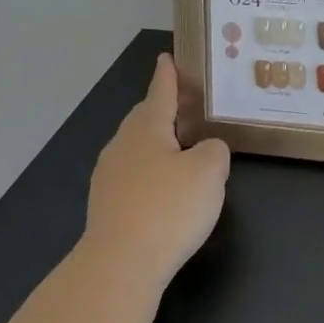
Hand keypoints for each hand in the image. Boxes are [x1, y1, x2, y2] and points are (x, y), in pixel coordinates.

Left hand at [80, 54, 230, 304]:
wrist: (121, 264)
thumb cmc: (169, 207)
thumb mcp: (210, 171)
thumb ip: (215, 150)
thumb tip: (207, 149)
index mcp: (147, 130)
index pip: (159, 93)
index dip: (167, 76)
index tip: (166, 58)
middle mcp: (122, 147)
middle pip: (144, 119)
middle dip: (162, 109)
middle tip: (184, 104)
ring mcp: (109, 177)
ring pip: (137, 148)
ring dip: (158, 142)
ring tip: (180, 146)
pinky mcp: (107, 206)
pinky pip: (133, 175)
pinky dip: (151, 171)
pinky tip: (165, 188)